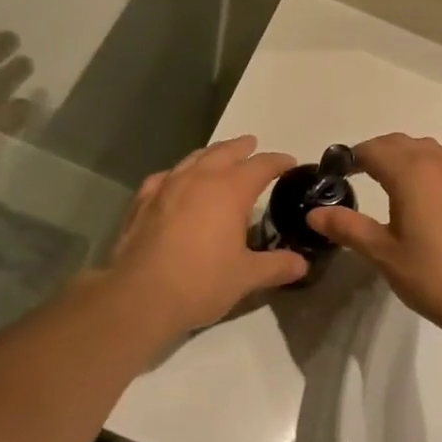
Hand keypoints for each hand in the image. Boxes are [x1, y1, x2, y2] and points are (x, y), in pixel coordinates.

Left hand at [95, 136, 308, 334]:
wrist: (139, 296)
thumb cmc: (201, 283)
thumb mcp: (246, 277)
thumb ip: (276, 266)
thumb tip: (302, 264)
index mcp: (230, 190)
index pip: (261, 165)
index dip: (278, 162)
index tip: (289, 163)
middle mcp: (199, 178)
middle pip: (225, 152)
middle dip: (242, 147)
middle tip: (252, 145)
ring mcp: (167, 186)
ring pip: (194, 158)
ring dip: (211, 154)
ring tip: (218, 157)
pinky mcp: (143, 201)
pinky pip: (165, 176)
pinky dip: (179, 174)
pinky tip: (176, 182)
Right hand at [304, 134, 441, 337]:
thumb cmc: (432, 275)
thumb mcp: (383, 253)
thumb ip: (347, 227)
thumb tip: (314, 213)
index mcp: (410, 172)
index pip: (373, 149)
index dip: (351, 158)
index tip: (336, 174)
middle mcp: (438, 163)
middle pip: (399, 143)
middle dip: (376, 153)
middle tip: (357, 176)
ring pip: (426, 150)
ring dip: (404, 156)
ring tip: (389, 182)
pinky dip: (429, 167)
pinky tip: (426, 194)